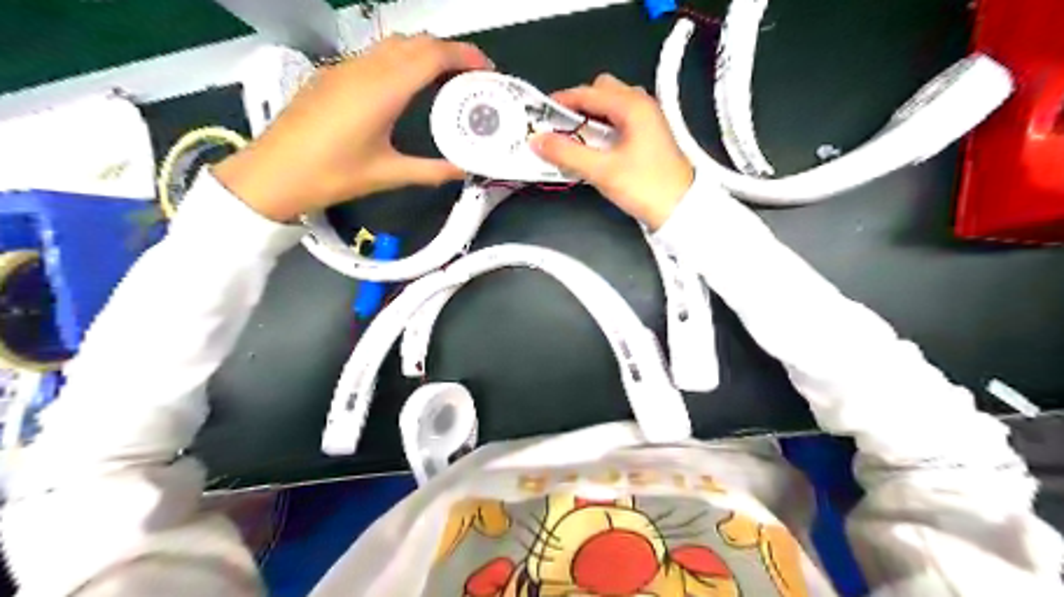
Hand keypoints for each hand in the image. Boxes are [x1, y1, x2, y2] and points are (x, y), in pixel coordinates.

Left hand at [218, 34, 499, 220]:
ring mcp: (346, 68)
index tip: (487, 70)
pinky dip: (403, 59)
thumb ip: (431, 170)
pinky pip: (376, 54)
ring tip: (446, 78)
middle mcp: (366, 69)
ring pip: (395, 44)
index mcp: (383, 90)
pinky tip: (408, 86)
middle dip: (450, 51)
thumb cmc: (332, 174)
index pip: (432, 55)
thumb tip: (463, 170)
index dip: (464, 56)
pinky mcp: (333, 75)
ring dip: (425, 52)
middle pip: (416, 41)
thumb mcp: (388, 174)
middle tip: (472, 76)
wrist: (274, 172)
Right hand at [530, 72, 694, 229]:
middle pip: (602, 91)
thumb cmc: (645, 187)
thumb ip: (567, 154)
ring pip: (611, 106)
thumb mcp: (602, 171)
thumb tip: (538, 141)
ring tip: (574, 138)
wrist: (681, 209)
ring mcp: (648, 119)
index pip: (588, 92)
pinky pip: (620, 120)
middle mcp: (642, 105)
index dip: (561, 101)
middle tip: (559, 128)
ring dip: (591, 117)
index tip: (539, 113)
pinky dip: (603, 127)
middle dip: (578, 105)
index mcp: (632, 106)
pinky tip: (593, 147)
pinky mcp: (649, 136)